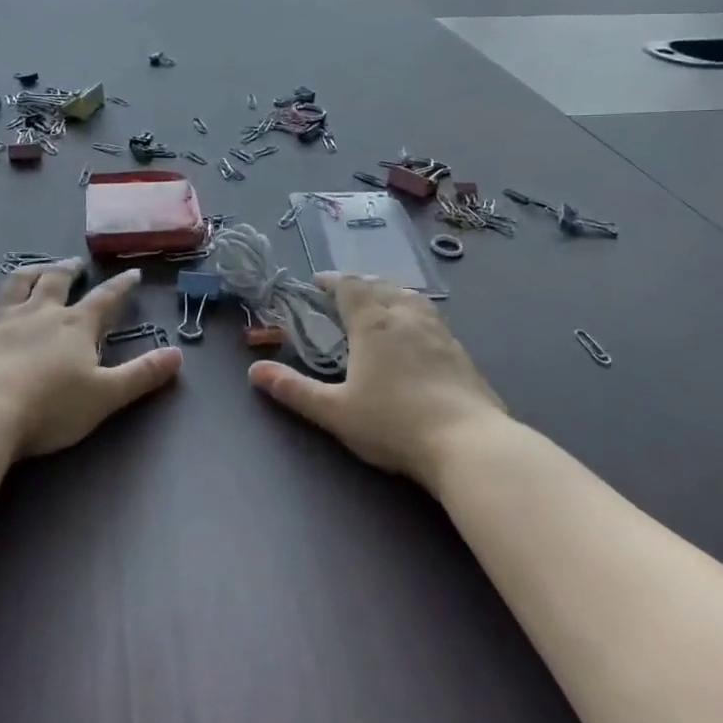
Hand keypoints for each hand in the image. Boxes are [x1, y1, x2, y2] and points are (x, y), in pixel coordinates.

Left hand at [0, 262, 180, 457]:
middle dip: (68, 270)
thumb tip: (178, 354)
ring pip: (16, 286)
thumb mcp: (106, 395)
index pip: (106, 298)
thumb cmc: (50, 407)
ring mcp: (2, 320)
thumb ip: (142, 374)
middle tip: (74, 263)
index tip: (132, 273)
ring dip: (27, 274)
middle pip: (56, 281)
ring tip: (34, 269)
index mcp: (76, 325)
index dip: (121, 286)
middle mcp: (40, 313)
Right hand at [249, 273, 506, 490]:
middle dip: (358, 284)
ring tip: (379, 306)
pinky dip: (412, 313)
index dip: (331, 280)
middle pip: (380, 284)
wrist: (468, 442)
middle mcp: (405, 315)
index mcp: (372, 322)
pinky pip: (429, 316)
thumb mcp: (334, 411)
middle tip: (343, 296)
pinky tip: (414, 334)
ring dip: (388, 293)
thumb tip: (254, 371)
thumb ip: (293, 389)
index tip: (316, 284)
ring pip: (409, 296)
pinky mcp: (460, 350)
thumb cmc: (393, 423)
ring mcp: (438, 330)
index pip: (349, 284)